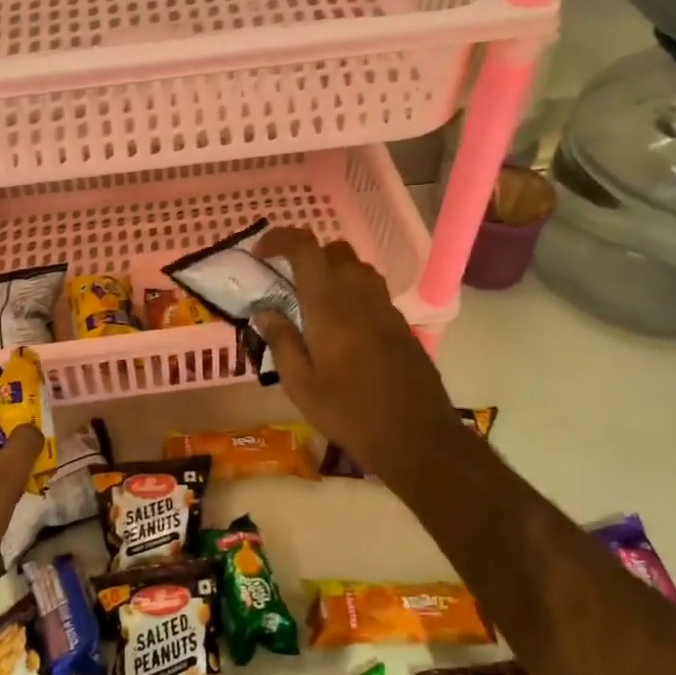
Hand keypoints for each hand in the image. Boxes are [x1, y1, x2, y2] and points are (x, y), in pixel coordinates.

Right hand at [252, 227, 465, 479]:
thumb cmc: (348, 411)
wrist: (415, 435)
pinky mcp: (400, 323)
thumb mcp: (300, 384)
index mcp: (328, 303)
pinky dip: (352, 294)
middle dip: (308, 257)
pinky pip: (372, 292)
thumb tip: (264, 311)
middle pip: (334, 250)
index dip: (279, 239)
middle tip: (288, 284)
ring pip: (357, 268)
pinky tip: (342, 329)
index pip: (304, 247)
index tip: (260, 254)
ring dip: (332, 274)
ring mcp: (385, 307)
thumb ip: (281, 340)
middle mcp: (359, 294)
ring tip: (314, 306)